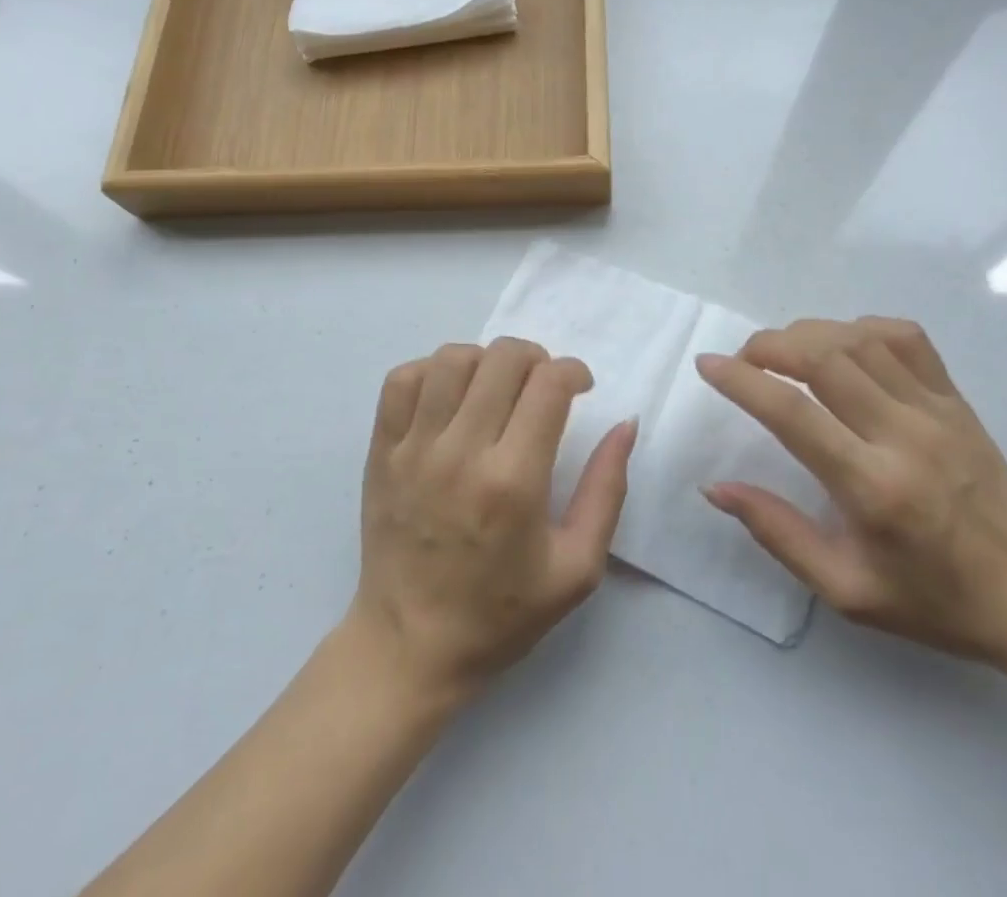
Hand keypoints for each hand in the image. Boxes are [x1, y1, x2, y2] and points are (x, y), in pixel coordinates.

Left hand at [346, 338, 636, 705]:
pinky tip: (451, 394)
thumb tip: (625, 424)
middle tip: (543, 385)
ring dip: (486, 359)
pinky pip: (401, 379)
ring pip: (452, 359)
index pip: (549, 385)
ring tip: (497, 385)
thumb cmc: (500, 614)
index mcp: (513, 483)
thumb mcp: (577, 568)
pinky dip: (432, 370)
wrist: (408, 648)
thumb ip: (607, 489)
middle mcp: (461, 454)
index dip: (573, 371)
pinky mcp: (381, 451)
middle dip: (536, 358)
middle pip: (503, 359)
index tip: (580, 388)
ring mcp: (413, 449)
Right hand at [697, 317, 1006, 672]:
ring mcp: (936, 410)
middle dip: (768, 345)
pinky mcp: (956, 399)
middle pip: (823, 358)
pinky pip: (905, 337)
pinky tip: (841, 345)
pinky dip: (860, 327)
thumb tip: (716, 487)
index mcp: (873, 488)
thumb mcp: (845, 590)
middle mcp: (904, 436)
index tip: (707, 365)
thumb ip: (777, 532)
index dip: (741, 381)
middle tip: (742, 359)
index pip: (792, 413)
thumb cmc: (933, 601)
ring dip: (807, 333)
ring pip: (858, 339)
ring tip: (782, 351)